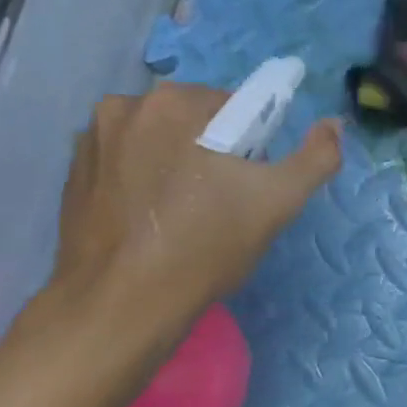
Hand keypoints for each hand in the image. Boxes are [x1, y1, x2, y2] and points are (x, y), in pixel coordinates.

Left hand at [52, 82, 341, 326]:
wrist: (121, 304)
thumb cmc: (204, 246)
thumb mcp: (278, 202)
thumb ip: (316, 157)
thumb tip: (334, 124)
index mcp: (176, 102)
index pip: (234, 107)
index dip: (250, 145)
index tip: (246, 184)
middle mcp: (126, 105)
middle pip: (191, 120)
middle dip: (210, 150)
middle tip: (219, 203)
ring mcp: (91, 139)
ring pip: (156, 139)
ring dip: (173, 161)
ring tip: (181, 215)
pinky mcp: (72, 172)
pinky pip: (124, 161)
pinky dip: (140, 178)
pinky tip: (149, 220)